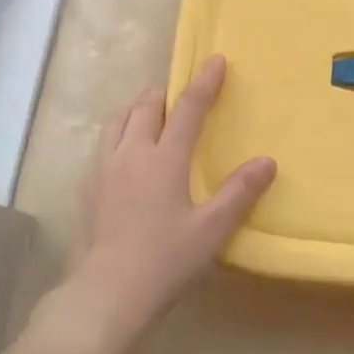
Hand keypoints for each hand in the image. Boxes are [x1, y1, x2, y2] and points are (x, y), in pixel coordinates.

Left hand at [58, 55, 275, 351]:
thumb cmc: (165, 260)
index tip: (214, 60)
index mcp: (163, 159)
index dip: (204, 83)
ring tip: (149, 114)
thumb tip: (267, 161)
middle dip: (165, 94)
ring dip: (136, 109)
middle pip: (146, 107)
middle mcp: (130, 154)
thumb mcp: (212, 229)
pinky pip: (102, 144)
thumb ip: (239, 192)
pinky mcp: (86, 188)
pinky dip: (118, 134)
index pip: (188, 109)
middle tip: (180, 96)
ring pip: (116, 121)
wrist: (106, 292)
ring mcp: (102, 169)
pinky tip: (123, 154)